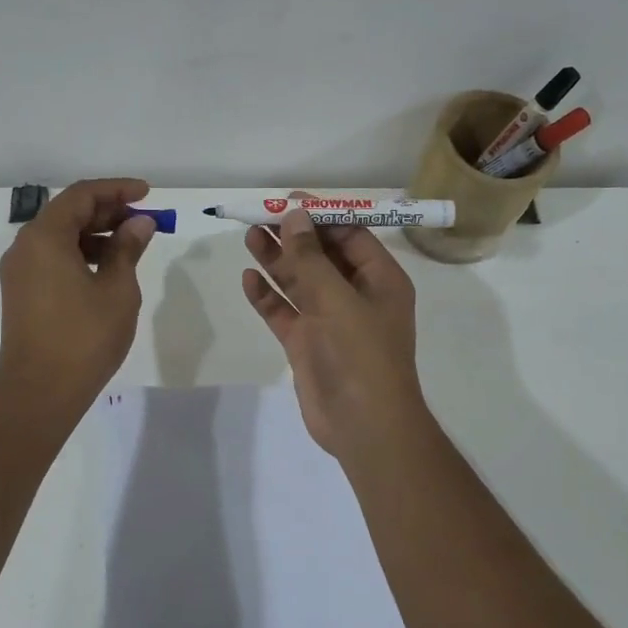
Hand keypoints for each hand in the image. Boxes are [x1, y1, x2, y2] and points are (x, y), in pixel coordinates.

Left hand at [0, 178, 157, 420]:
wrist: (39, 391)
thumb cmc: (83, 337)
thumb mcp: (117, 289)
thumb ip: (127, 249)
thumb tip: (139, 223)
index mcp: (45, 237)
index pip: (82, 195)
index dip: (117, 189)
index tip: (147, 193)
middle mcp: (25, 246)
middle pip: (68, 213)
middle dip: (108, 211)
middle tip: (143, 220)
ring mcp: (19, 271)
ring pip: (60, 236)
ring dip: (95, 234)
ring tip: (131, 246)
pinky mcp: (21, 292)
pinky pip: (52, 258)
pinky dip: (80, 254)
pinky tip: (107, 269)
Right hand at [241, 201, 427, 458]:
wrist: (363, 427)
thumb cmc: (361, 356)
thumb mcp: (337, 300)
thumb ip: (311, 258)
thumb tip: (295, 215)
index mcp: (380, 280)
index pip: (350, 236)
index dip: (320, 216)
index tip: (286, 200)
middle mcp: (356, 295)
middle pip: (321, 256)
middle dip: (292, 236)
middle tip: (258, 216)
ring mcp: (330, 320)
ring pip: (299, 282)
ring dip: (276, 260)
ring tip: (248, 237)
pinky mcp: (307, 343)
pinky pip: (285, 311)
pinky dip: (268, 296)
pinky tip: (249, 278)